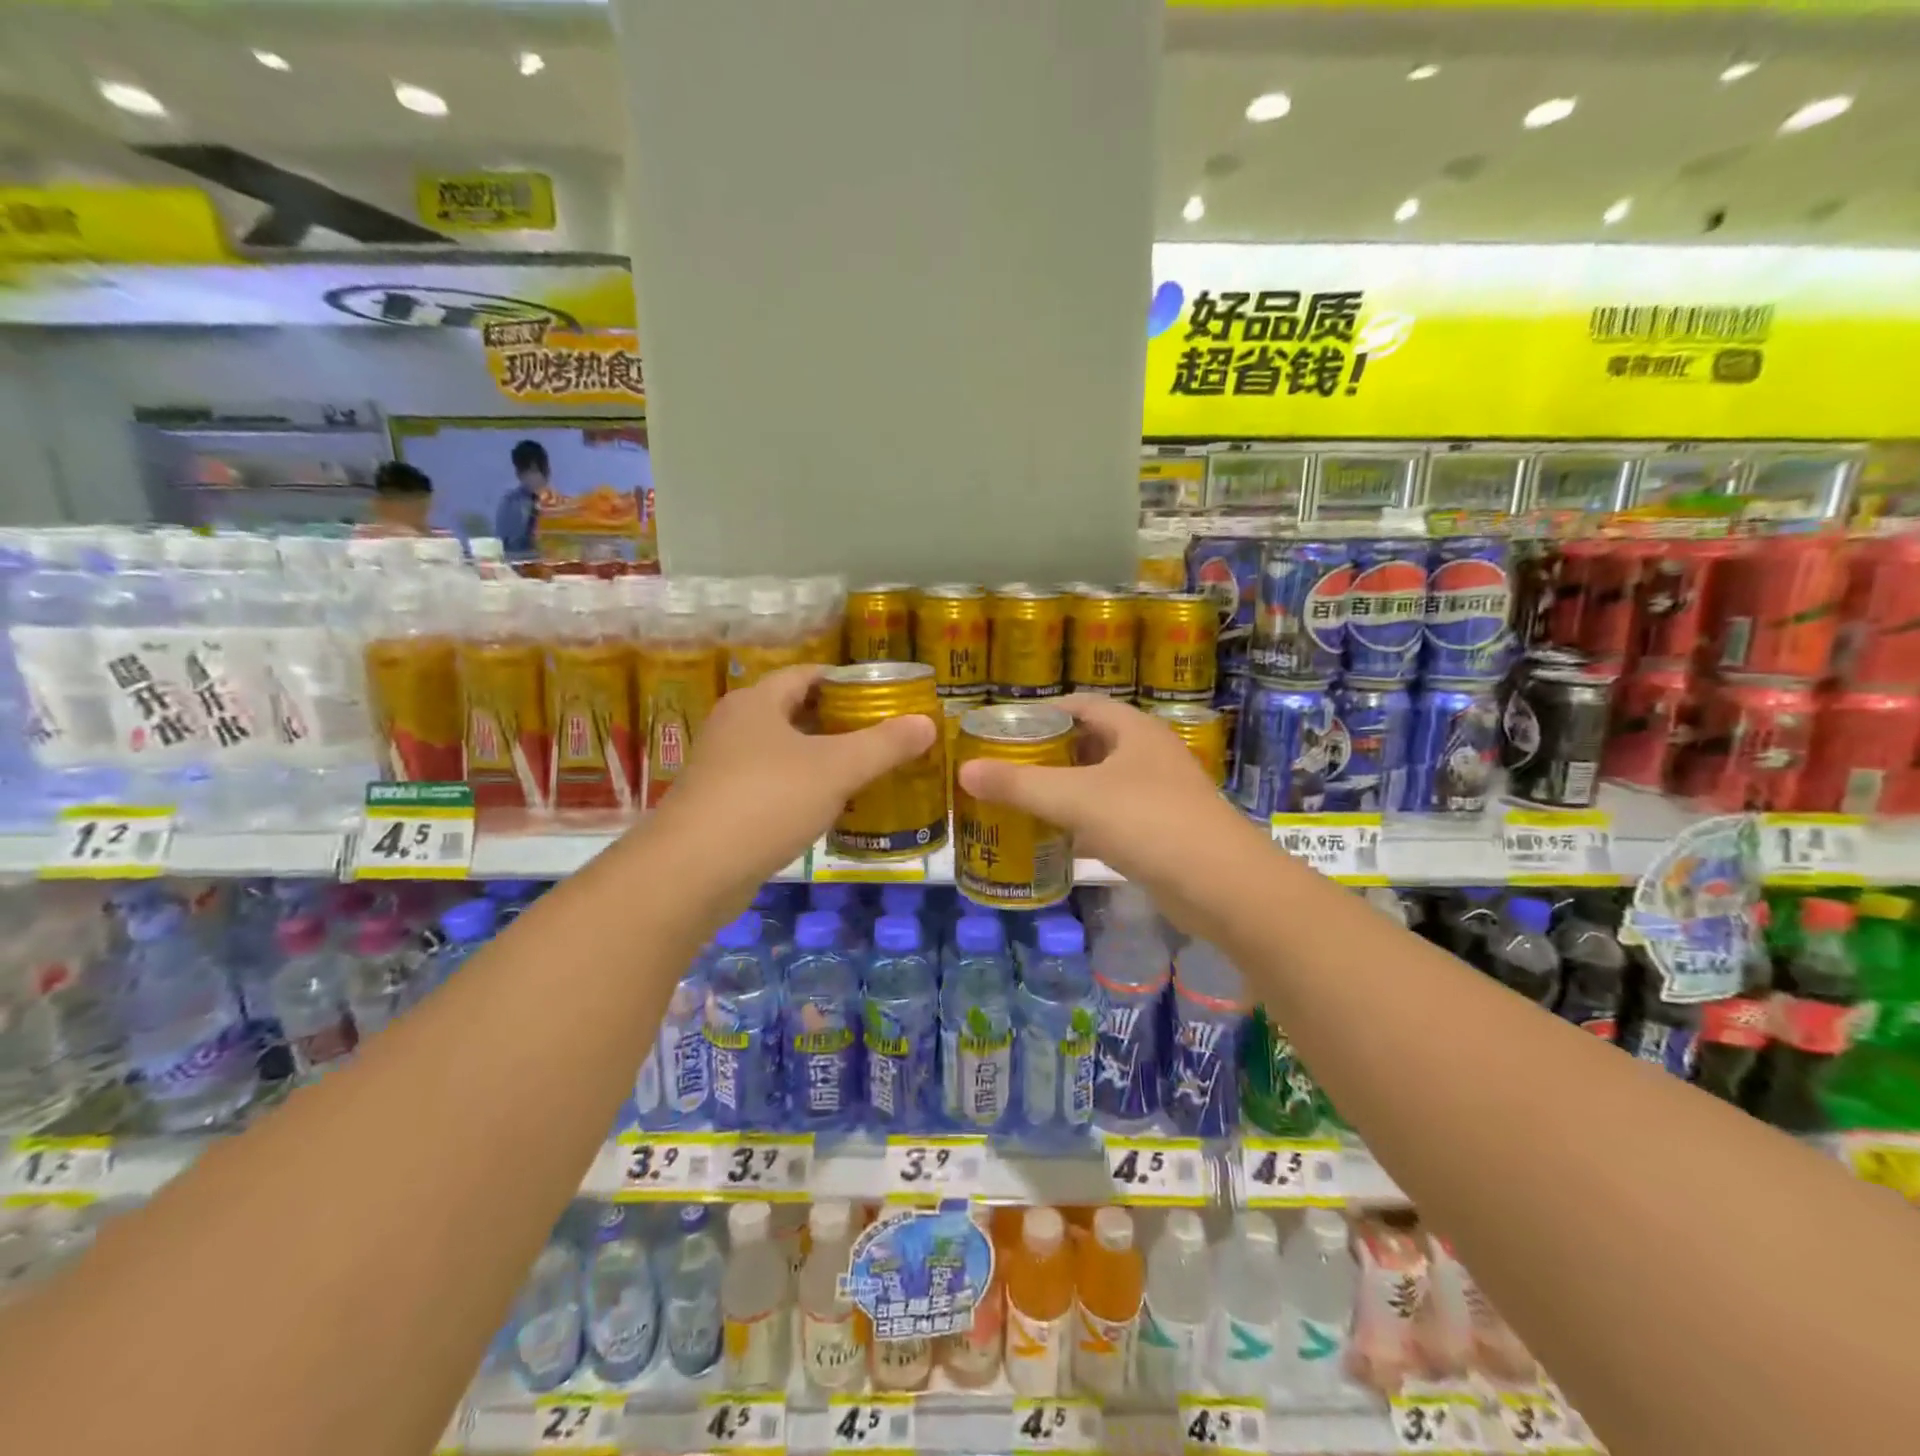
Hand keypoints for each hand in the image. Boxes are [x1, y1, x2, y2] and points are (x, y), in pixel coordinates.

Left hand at [649, 664, 936, 891]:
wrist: (692, 872)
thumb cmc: (767, 801)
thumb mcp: (837, 769)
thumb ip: (884, 745)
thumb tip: (927, 722)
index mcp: (758, 702)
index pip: (809, 675)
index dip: (848, 683)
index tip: (885, 700)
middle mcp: (735, 726)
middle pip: (797, 713)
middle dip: (840, 724)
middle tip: (884, 738)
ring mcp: (723, 767)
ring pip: (784, 753)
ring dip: (822, 760)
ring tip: (866, 773)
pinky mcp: (720, 805)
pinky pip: (771, 786)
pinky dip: (802, 790)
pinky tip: (829, 810)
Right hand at [955, 693, 1265, 927]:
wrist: (1221, 885)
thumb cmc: (1148, 822)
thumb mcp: (1076, 798)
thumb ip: (1019, 784)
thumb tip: (964, 771)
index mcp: (1133, 730)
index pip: (1081, 706)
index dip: (1042, 713)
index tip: (1003, 729)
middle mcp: (1148, 754)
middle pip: (1089, 744)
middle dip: (1049, 754)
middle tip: (1005, 767)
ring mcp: (1159, 794)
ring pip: (1101, 783)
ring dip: (1065, 790)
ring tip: (1021, 799)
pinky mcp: (1161, 832)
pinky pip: (1112, 818)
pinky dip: (1084, 823)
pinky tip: (1056, 839)